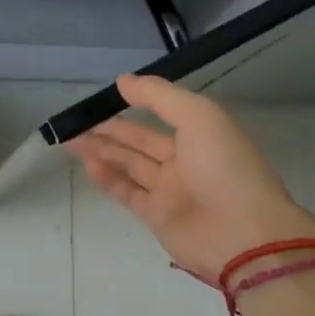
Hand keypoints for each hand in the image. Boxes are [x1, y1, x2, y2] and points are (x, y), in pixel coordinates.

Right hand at [67, 75, 314, 281]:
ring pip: (129, 165)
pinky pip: (127, 192)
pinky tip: (88, 165)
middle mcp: (185, 161)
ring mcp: (170, 190)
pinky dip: (108, 179)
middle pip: (140, 141)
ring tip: (72, 141)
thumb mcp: (198, 117)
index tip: (106, 96)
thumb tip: (122, 80)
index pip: (164, 113)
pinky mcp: (157, 216)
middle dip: (110, 130)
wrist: (243, 234)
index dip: (136, 103)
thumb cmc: (224, 167)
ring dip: (102, 152)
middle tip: (76, 122)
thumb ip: (159, 96)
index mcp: (202, 135)